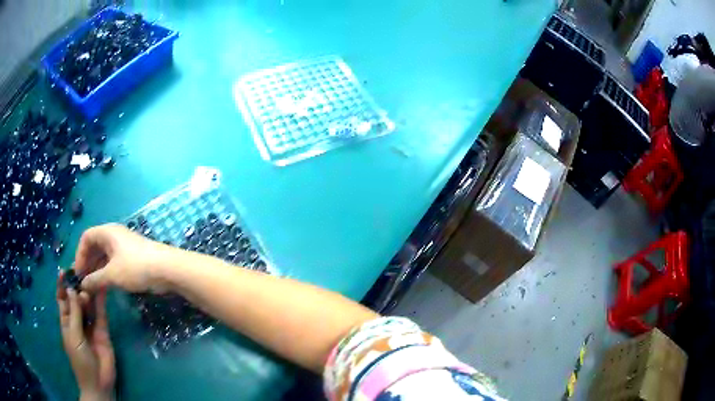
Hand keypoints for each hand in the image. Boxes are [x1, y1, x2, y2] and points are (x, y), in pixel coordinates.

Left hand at [57, 273, 114, 400]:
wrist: (98, 382)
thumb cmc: (80, 360)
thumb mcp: (73, 336)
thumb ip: (74, 313)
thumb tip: (72, 289)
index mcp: (66, 321)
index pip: (62, 299)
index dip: (61, 285)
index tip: (63, 270)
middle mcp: (77, 320)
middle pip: (76, 298)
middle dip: (77, 285)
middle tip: (81, 270)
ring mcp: (90, 325)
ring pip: (88, 304)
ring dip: (88, 290)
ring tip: (92, 274)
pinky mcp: (103, 330)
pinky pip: (101, 313)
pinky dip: (101, 301)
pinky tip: (102, 287)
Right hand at [74, 223, 173, 293]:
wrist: (168, 269)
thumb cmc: (136, 267)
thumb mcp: (112, 274)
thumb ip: (95, 279)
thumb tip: (82, 285)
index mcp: (107, 232)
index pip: (86, 237)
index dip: (79, 254)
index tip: (78, 273)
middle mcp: (114, 236)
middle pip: (95, 247)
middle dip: (87, 264)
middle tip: (84, 283)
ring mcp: (123, 247)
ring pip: (104, 257)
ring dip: (96, 270)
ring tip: (92, 288)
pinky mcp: (132, 259)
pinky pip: (113, 263)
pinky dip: (107, 273)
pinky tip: (104, 287)